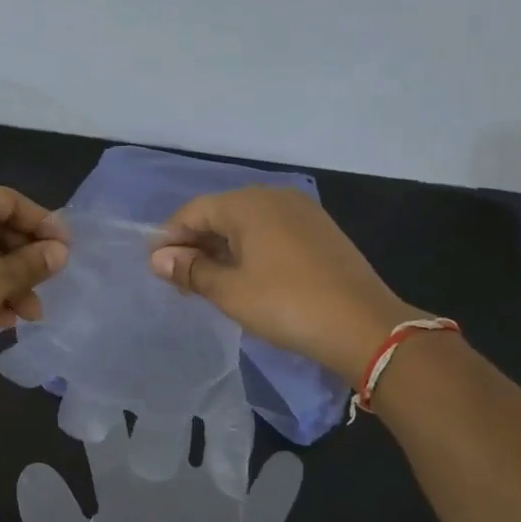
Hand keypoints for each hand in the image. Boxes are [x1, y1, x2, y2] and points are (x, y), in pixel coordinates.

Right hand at [149, 187, 420, 386]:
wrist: (364, 325)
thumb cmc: (286, 304)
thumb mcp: (230, 291)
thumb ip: (191, 270)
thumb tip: (159, 258)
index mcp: (249, 203)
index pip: (194, 211)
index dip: (170, 238)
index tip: (157, 268)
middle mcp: (275, 196)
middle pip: (221, 213)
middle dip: (196, 243)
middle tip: (180, 280)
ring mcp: (302, 212)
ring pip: (247, 223)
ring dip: (222, 248)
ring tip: (209, 282)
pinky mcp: (320, 231)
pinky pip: (272, 231)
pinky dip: (251, 249)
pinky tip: (246, 276)